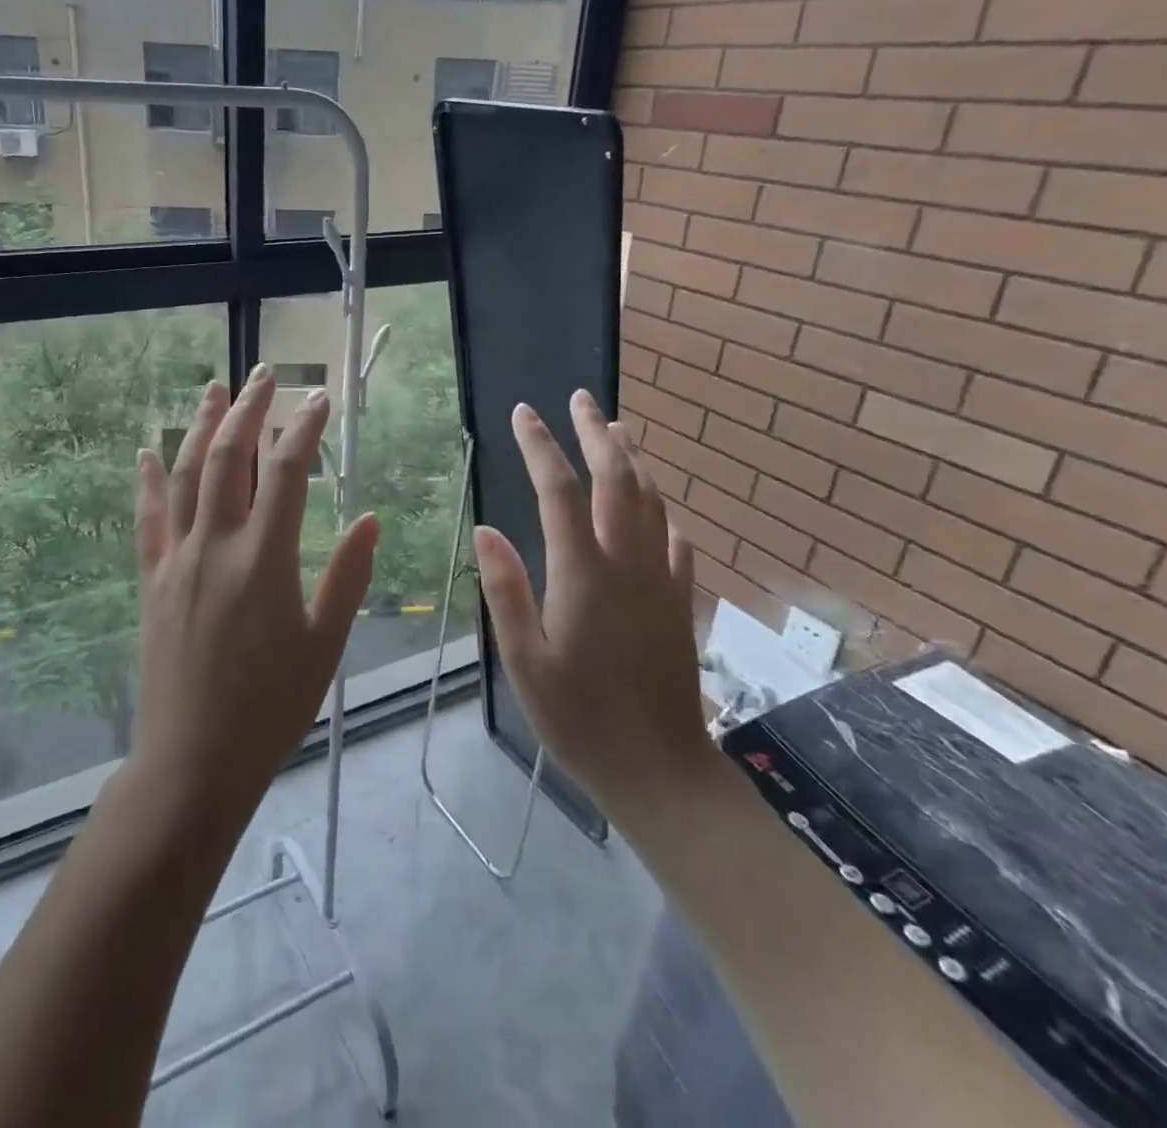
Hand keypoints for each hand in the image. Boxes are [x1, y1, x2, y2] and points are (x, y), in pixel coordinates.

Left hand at [128, 365, 379, 818]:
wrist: (192, 761)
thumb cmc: (270, 708)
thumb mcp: (324, 645)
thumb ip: (347, 578)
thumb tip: (370, 521)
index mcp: (263, 561)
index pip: (284, 473)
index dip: (303, 430)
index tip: (320, 401)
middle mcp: (214, 547)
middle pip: (227, 458)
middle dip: (248, 409)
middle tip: (264, 374)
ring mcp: (176, 561)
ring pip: (185, 476)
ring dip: (201, 427)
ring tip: (214, 389)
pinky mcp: (152, 581)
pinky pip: (148, 519)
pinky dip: (149, 481)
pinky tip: (147, 453)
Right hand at [474, 391, 712, 825]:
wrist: (660, 769)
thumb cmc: (579, 719)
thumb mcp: (524, 660)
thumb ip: (506, 590)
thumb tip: (486, 531)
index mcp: (583, 574)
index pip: (559, 491)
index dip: (540, 446)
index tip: (524, 413)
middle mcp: (627, 563)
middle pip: (615, 479)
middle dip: (595, 433)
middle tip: (580, 398)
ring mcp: (661, 579)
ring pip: (651, 500)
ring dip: (633, 458)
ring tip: (617, 428)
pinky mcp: (680, 600)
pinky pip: (674, 537)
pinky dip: (660, 508)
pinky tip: (655, 504)